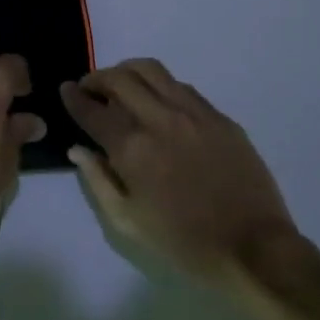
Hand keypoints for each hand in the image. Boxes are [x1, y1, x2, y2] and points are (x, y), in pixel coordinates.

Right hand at [60, 59, 300, 289]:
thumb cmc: (183, 243)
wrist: (253, 249)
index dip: (74, 97)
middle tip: (91, 89)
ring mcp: (193, 113)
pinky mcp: (219, 117)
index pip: (93, 110)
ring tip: (122, 86)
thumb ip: (98, 180)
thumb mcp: (128, 222)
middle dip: (97, 78)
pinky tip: (159, 103)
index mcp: (133, 149)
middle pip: (120, 78)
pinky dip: (160, 86)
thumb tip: (78, 149)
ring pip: (152, 70)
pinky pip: (182, 86)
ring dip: (128, 72)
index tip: (66, 90)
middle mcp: (160, 120)